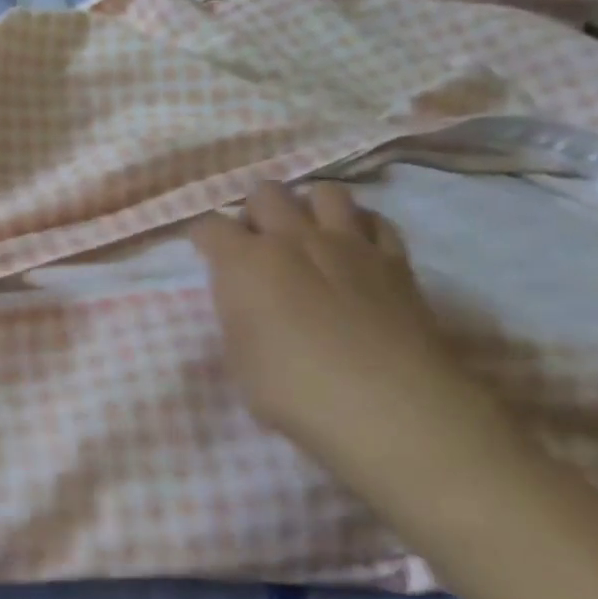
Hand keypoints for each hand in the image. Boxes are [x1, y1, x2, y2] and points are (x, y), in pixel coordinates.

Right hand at [192, 182, 516, 474]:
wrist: (390, 407)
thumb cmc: (294, 391)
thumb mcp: (239, 359)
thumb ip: (237, 316)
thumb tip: (245, 302)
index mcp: (244, 262)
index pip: (208, 226)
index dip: (203, 237)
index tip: (205, 253)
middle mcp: (292, 238)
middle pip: (266, 192)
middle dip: (256, 211)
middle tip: (258, 243)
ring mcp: (348, 244)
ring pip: (325, 191)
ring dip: (310, 208)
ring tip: (309, 237)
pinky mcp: (394, 260)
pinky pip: (376, 221)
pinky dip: (361, 227)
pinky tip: (357, 250)